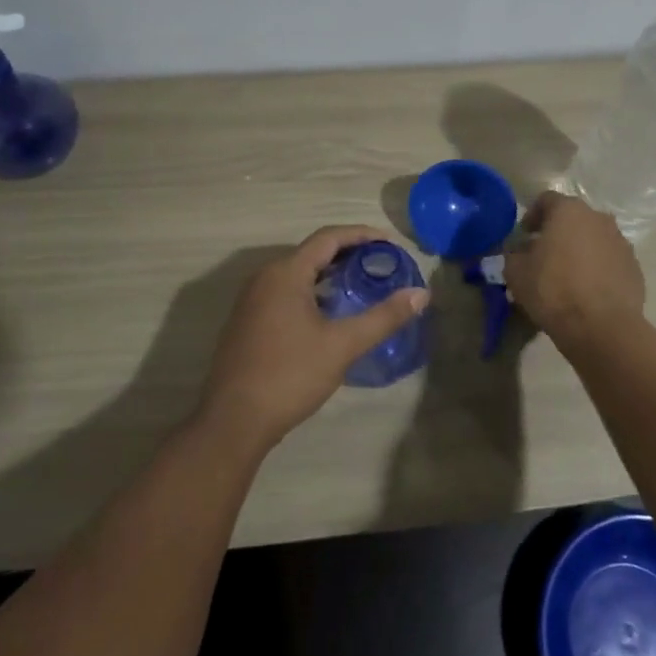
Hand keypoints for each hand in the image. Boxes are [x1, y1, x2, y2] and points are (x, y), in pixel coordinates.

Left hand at [200, 226, 429, 453]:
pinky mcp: (247, 322)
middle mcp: (264, 277)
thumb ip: (383, 317)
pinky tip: (328, 314)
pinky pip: (284, 292)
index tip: (390, 242)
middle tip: (380, 264)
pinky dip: (311, 291)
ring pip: (297, 274)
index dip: (362, 234)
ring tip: (361, 285)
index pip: (328, 238)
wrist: (234, 421)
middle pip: (312, 252)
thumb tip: (421, 294)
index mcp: (286, 273)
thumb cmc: (290, 375)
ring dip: (329, 274)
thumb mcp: (343, 345)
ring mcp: (251, 300)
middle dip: (348, 253)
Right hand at [506, 192, 645, 345]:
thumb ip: (514, 254)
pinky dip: (598, 269)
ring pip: (594, 239)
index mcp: (569, 211)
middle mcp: (599, 218)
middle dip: (558, 233)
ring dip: (580, 250)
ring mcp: (621, 242)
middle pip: (574, 218)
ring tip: (567, 276)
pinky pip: (610, 261)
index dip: (532, 215)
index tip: (524, 236)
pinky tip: (587, 292)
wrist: (602, 327)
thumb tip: (521, 251)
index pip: (546, 200)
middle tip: (543, 255)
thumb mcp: (516, 272)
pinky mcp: (635, 267)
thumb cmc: (553, 291)